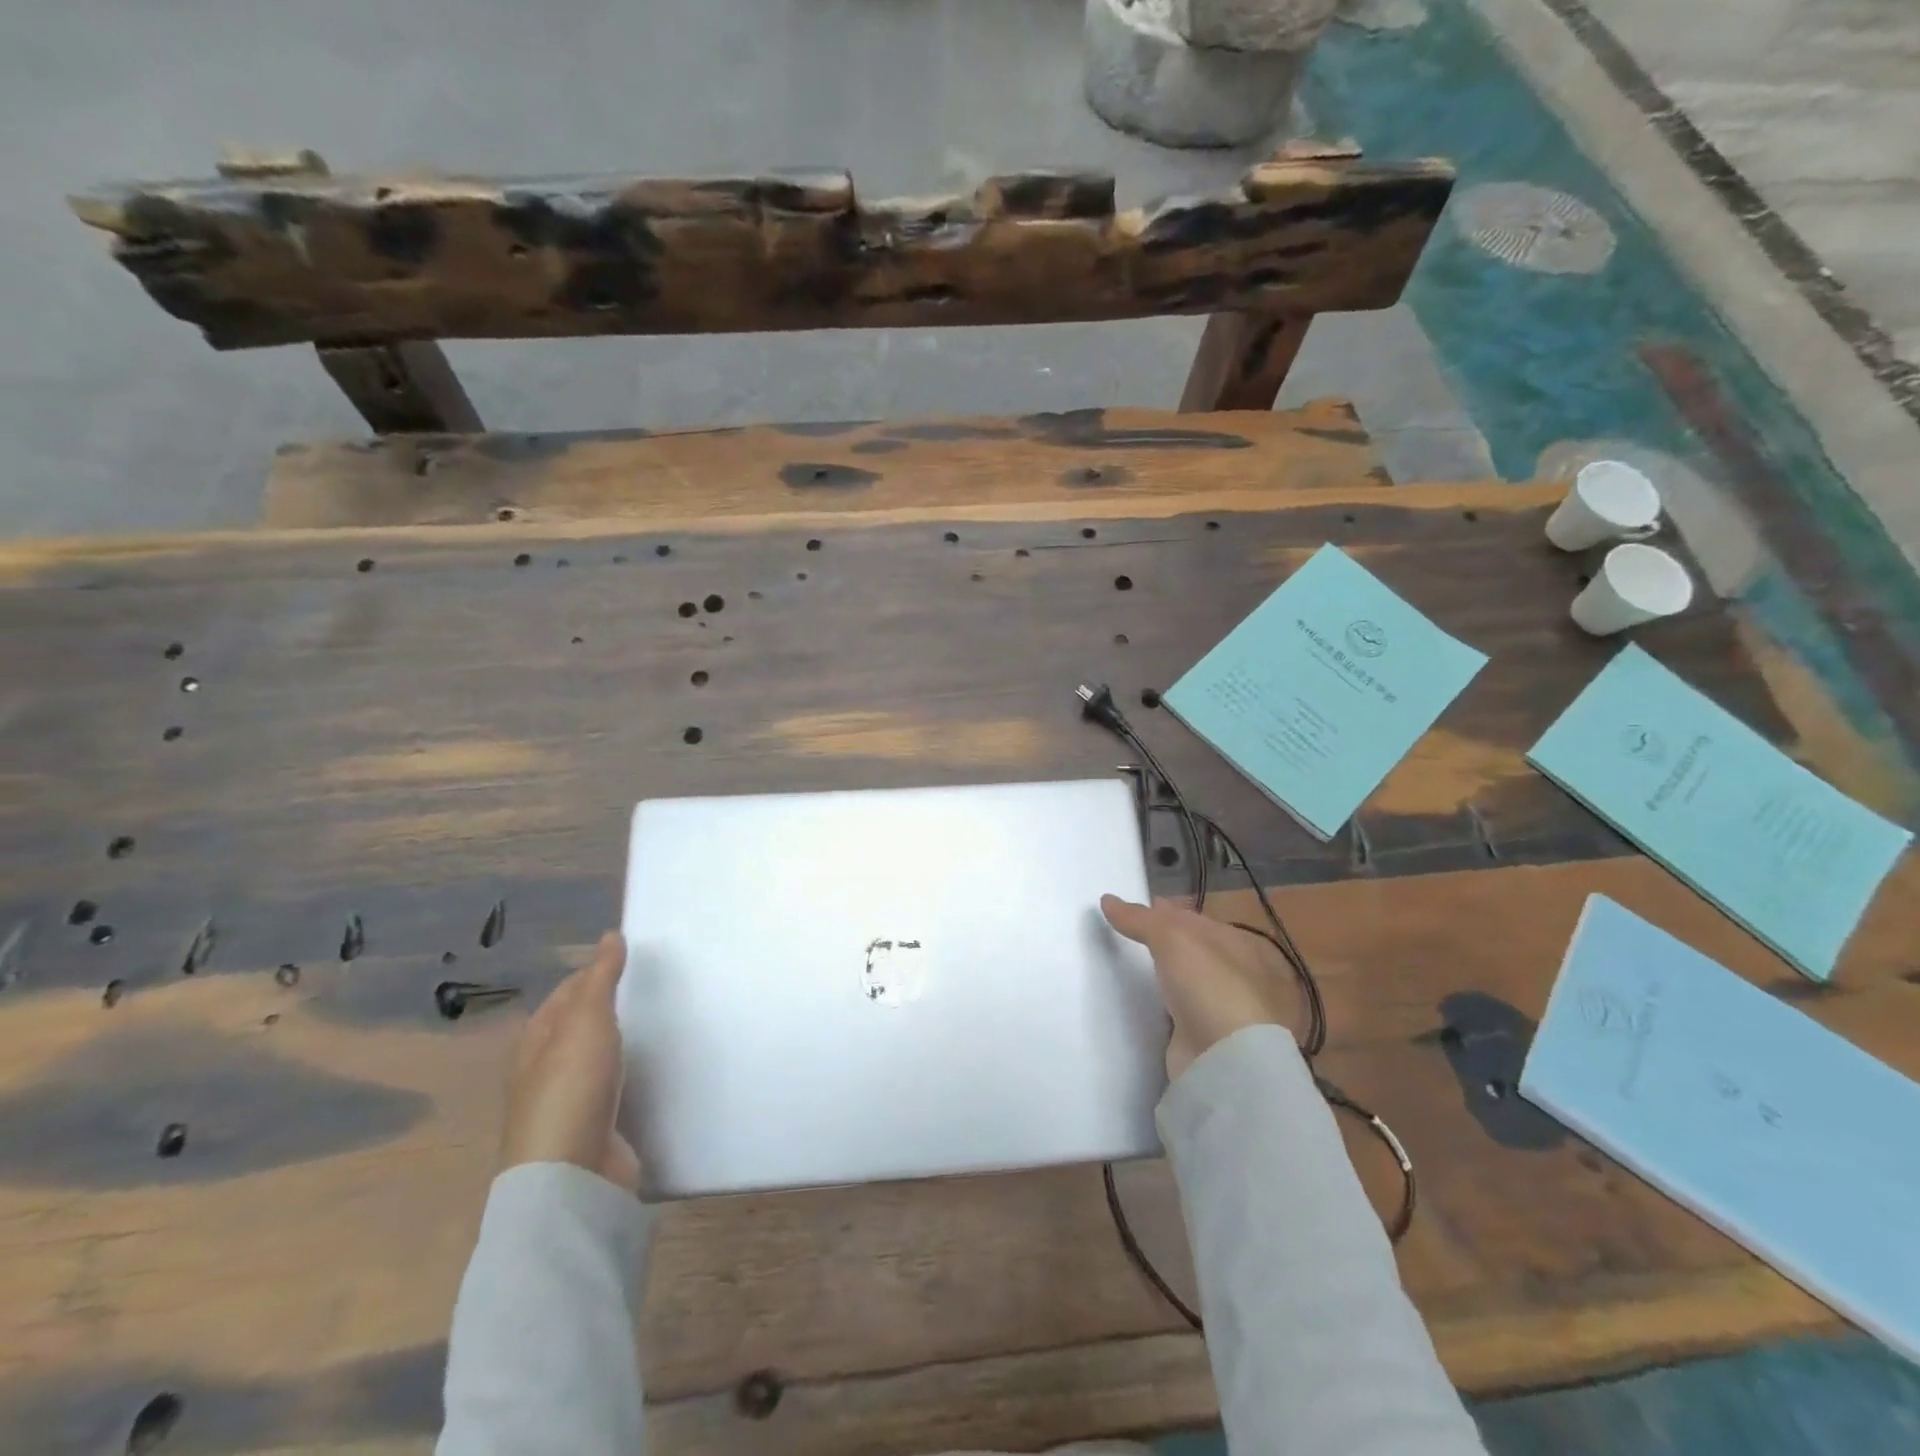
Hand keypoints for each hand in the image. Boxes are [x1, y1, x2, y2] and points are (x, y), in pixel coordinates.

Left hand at [499, 931, 639, 1193]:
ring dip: (626, 1040)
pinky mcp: (596, 1127)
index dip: (595, 971)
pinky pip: (618, 1087)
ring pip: (601, 1056)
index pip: (567, 992)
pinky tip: (658, 1067)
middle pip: (582, 1024)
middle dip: (613, 1005)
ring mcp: (571, 1101)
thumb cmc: (571, 1088)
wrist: (572, 1176)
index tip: (635, 958)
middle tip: (658, 986)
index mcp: (537, 1040)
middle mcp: (548, 1068)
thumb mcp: (586, 1021)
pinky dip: (635, 1072)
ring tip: (666, 1020)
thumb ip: (601, 978)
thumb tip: (610, 935)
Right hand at [1101, 895, 1296, 1080]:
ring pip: (1183, 983)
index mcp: (1237, 944)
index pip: (1196, 920)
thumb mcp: (1172, 938)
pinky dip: (1160, 1006)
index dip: (1164, 911)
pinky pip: (1175, 1013)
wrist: (1226, 1060)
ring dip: (1161, 976)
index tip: (1131, 909)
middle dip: (1162, 943)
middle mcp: (1234, 975)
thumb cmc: (1209, 985)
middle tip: (1124, 935)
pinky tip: (1139, 1002)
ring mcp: (1221, 1010)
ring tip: (1125, 966)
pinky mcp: (1204, 1039)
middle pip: (1190, 951)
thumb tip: (1107, 900)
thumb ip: (1140, 918)